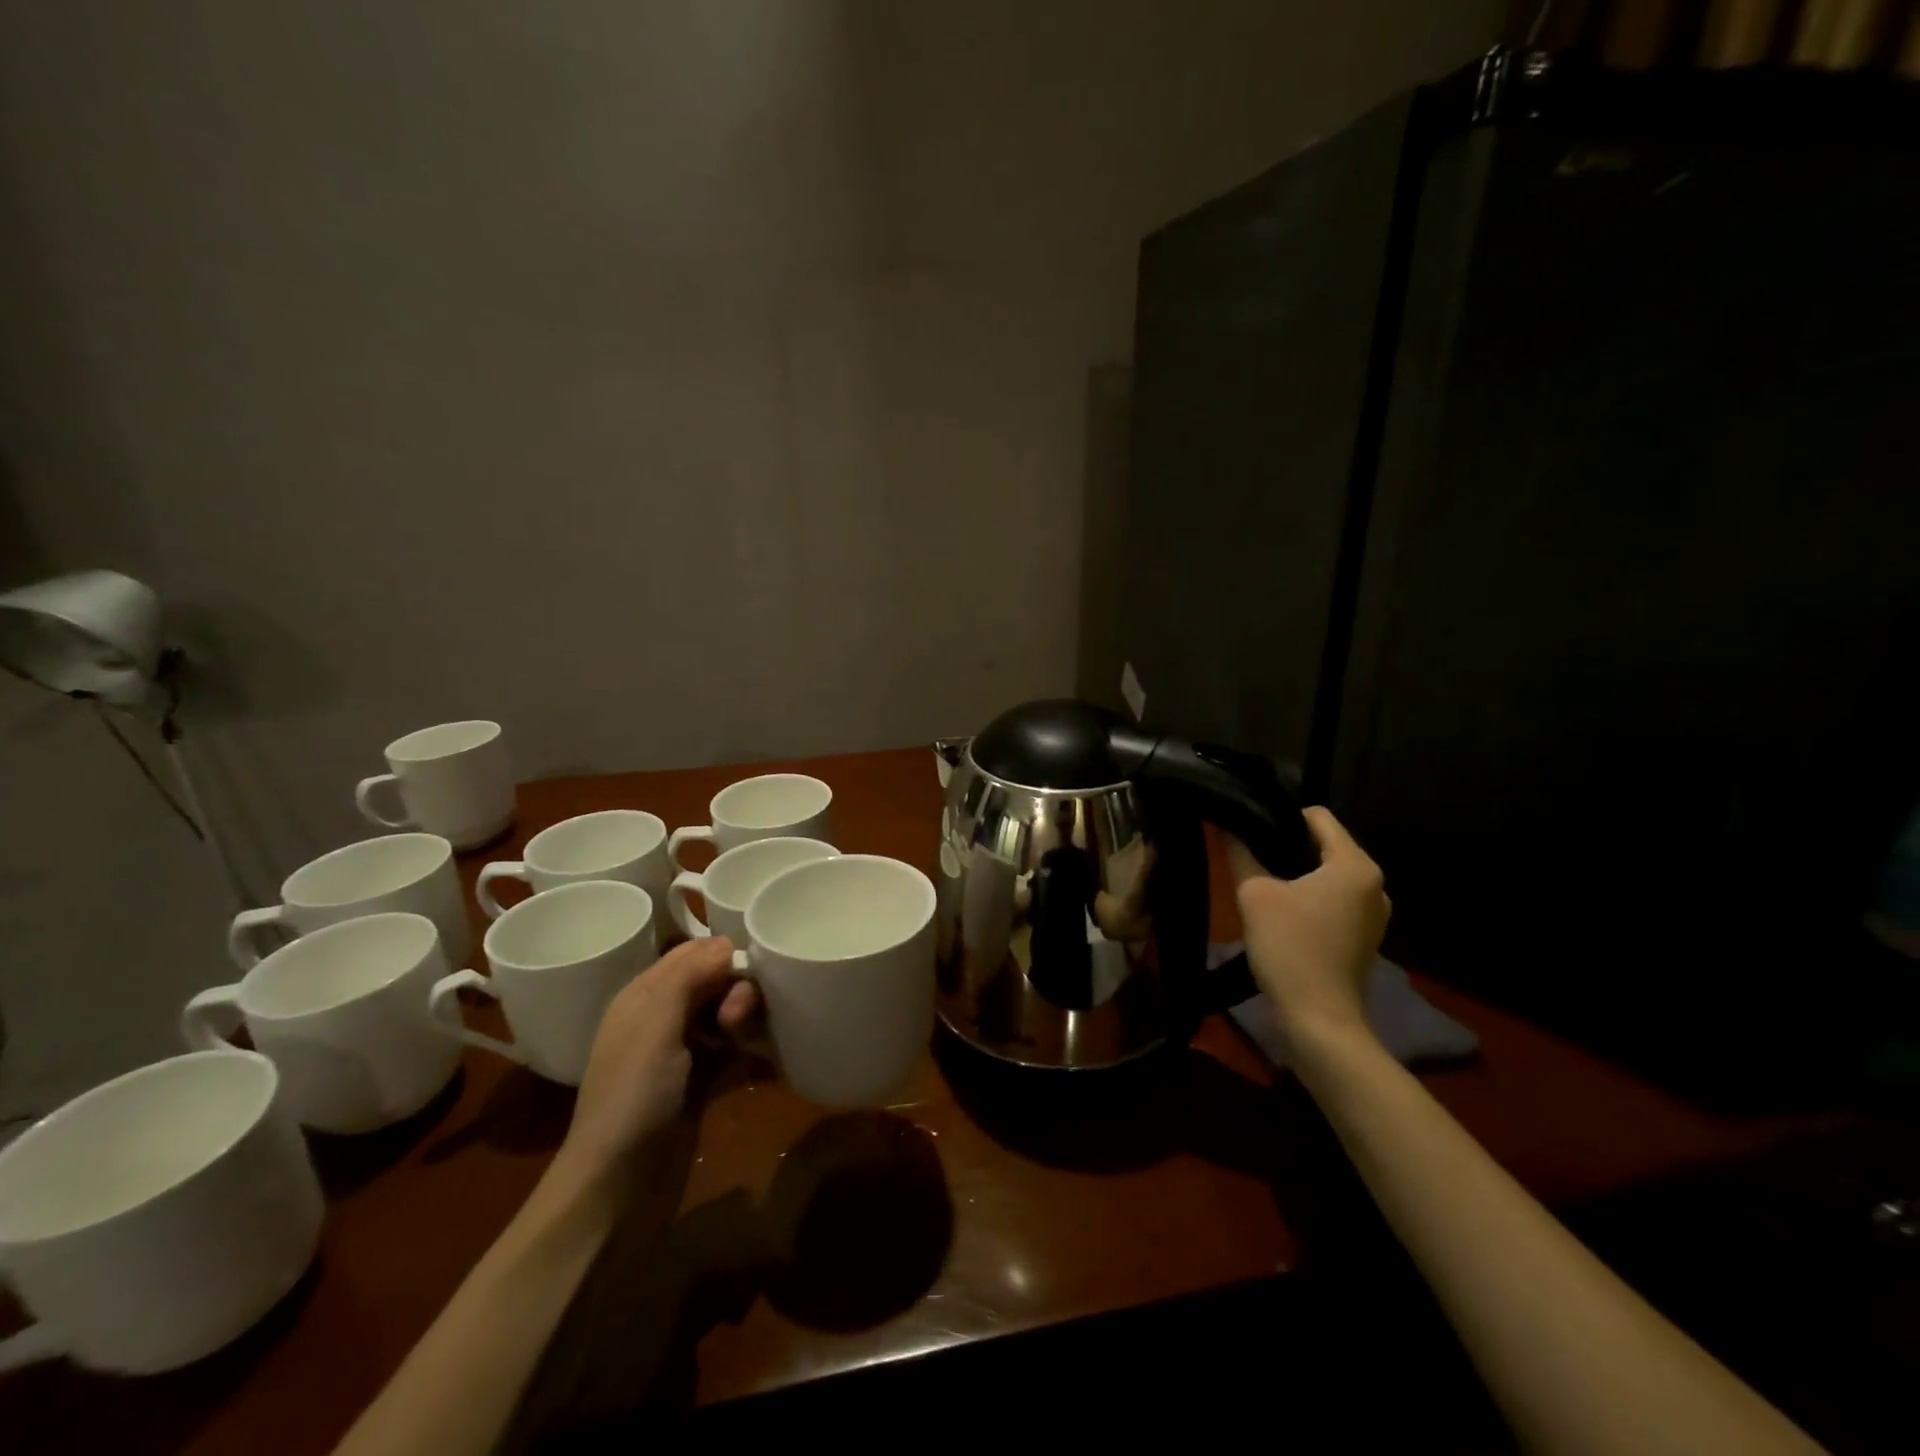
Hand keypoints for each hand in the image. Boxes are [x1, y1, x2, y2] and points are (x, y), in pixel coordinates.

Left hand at [555, 936, 757, 1183]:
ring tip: (750, 1043)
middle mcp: (663, 1019)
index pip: (692, 954)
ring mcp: (683, 1055)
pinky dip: (754, 1052)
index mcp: (644, 996)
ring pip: (728, 1017)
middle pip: (715, 983)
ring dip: (748, 1021)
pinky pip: (736, 1054)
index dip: (723, 955)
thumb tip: (726, 942)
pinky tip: (772, 1060)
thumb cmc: (633, 1098)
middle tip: (739, 1020)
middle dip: (738, 990)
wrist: (617, 1190)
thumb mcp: (655, 1026)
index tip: (749, 971)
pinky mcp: (702, 1086)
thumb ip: (688, 977)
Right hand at [1226, 807, 1388, 1049]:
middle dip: (1287, 845)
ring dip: (1297, 874)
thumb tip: (1228, 824)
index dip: (1280, 815)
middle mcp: (1375, 883)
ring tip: (1262, 883)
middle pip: (1324, 844)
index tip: (1250, 827)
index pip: (1318, 816)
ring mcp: (1374, 913)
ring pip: (1328, 874)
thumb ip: (1241, 852)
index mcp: (1356, 865)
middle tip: (1250, 853)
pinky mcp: (1365, 937)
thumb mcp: (1254, 893)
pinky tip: (1282, 913)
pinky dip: (1310, 898)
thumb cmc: (1290, 948)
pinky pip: (1335, 899)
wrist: (1319, 1021)